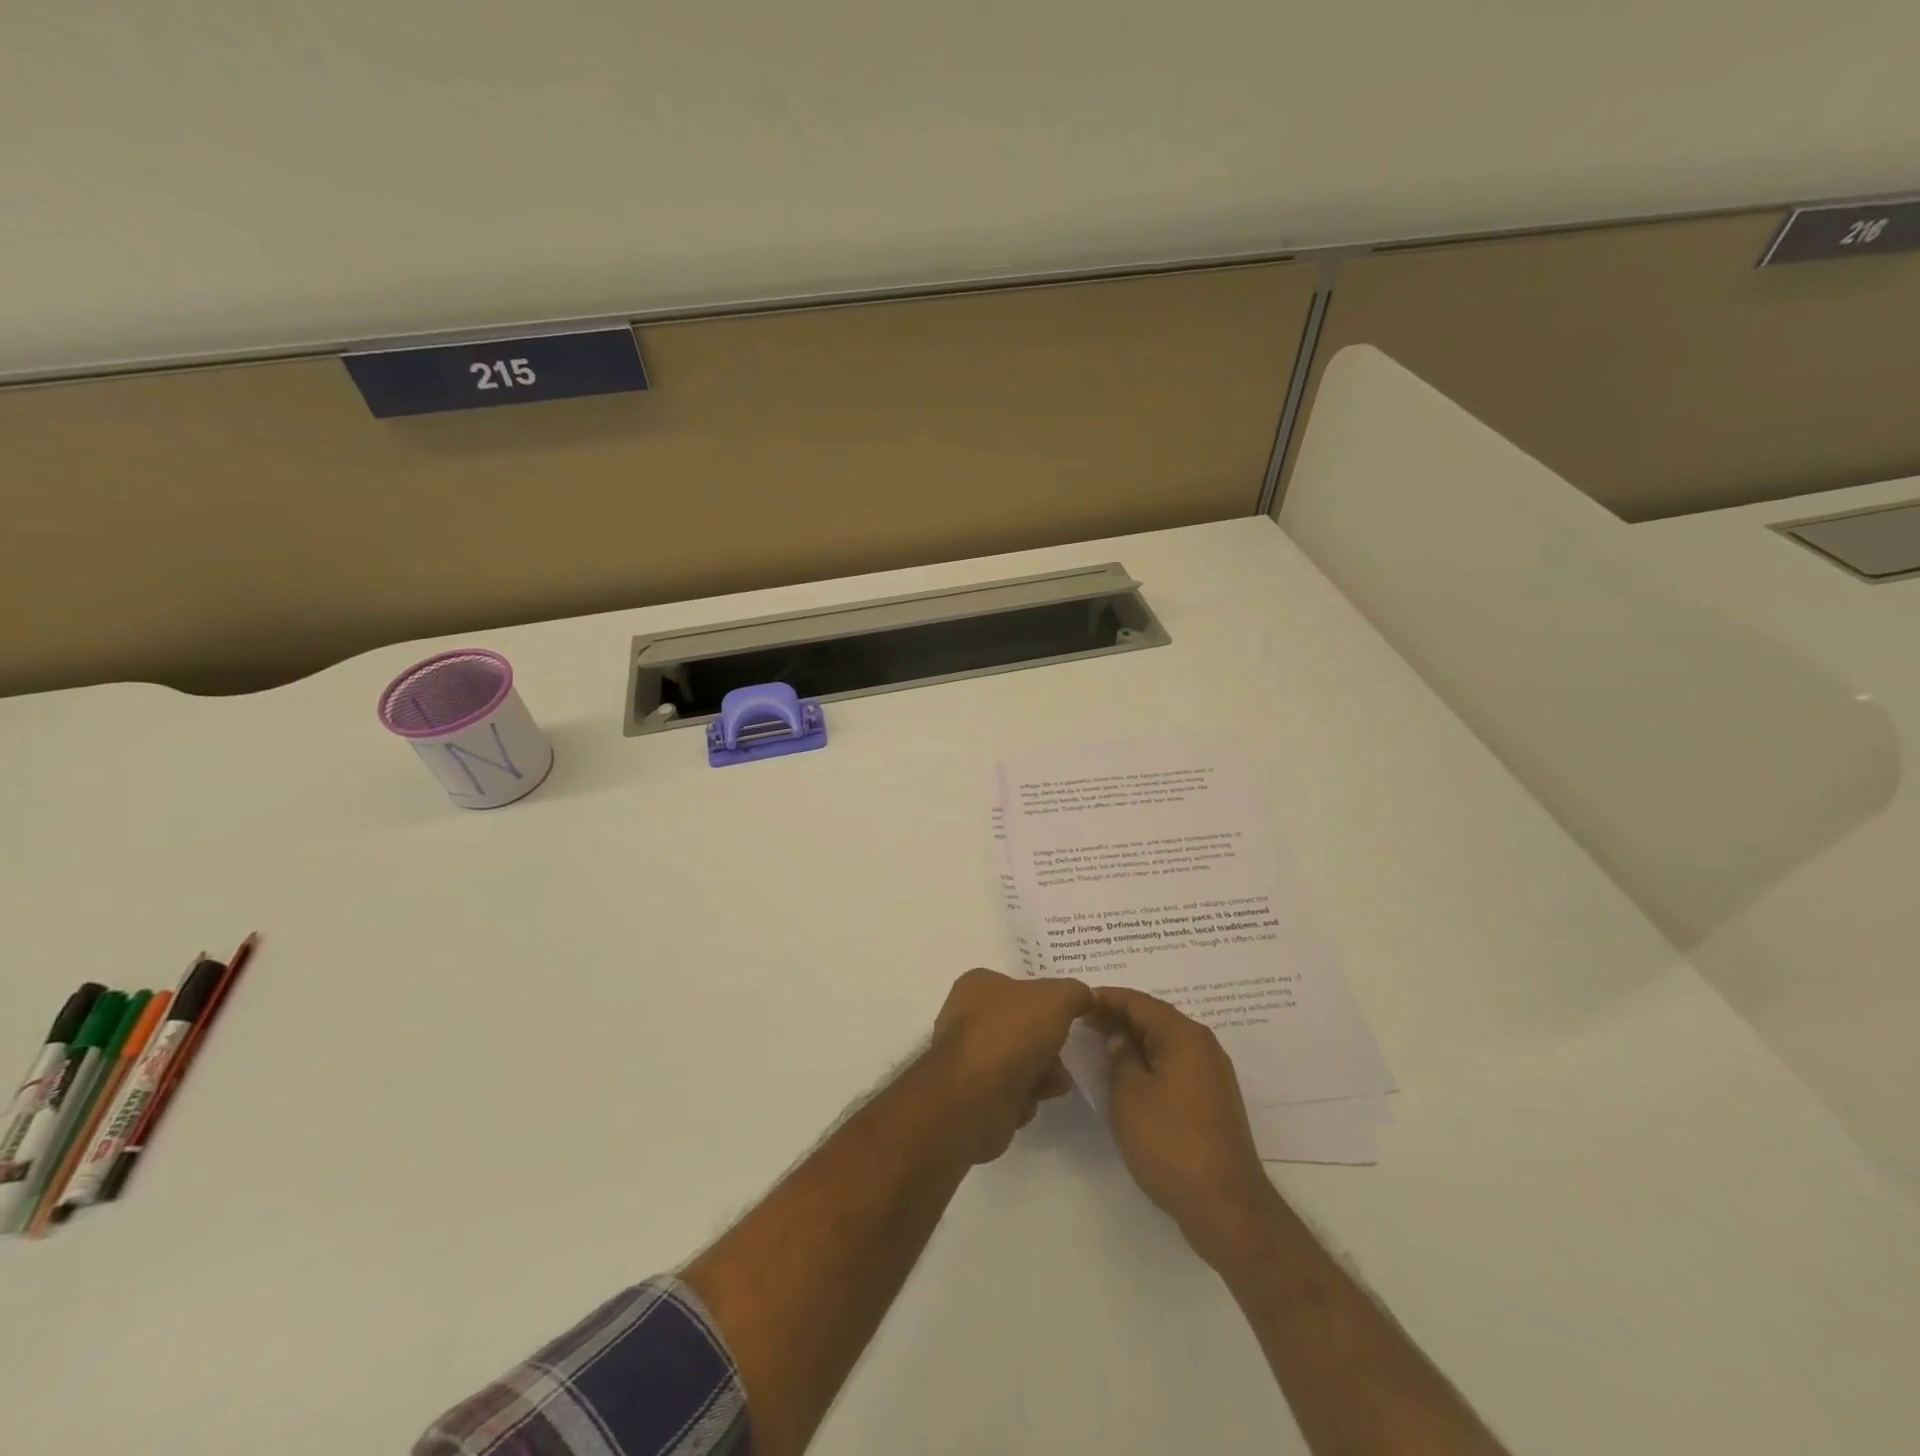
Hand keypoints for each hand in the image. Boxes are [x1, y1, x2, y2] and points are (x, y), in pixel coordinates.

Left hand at [924, 969, 1092, 1163]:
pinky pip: (1011, 1091)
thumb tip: (1087, 996)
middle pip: (1021, 1024)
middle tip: (1067, 1048)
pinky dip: (1027, 1095)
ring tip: (1057, 1080)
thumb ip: (1075, 993)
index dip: (1045, 998)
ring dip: (1043, 1070)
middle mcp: (967, 1017)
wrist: (975, 1098)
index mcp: (977, 985)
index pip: (1017, 984)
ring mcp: (968, 1058)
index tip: (1069, 1012)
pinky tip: (1036, 1098)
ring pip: (1018, 1059)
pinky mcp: (974, 1095)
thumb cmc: (1011, 1033)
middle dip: (1048, 1040)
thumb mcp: (1056, 998)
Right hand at [1091, 986, 1282, 1267]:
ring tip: (1100, 1045)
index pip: (1139, 1002)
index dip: (1106, 998)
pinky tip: (1129, 1074)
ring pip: (1165, 1042)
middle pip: (1155, 1018)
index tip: (1077, 1002)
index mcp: (1184, 1036)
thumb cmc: (1170, 1142)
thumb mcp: (1129, 1094)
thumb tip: (1120, 1038)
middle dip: (1119, 1017)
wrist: (1225, 1206)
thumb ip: (1119, 1056)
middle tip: (1083, 1022)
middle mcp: (1203, 1046)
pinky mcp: (1213, 1099)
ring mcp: (1212, 1074)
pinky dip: (1149, 1060)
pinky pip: (1175, 1064)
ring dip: (1134, 1040)